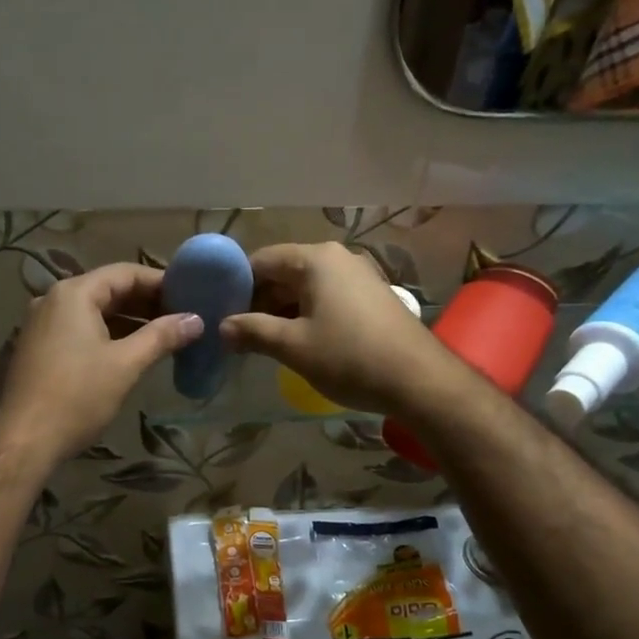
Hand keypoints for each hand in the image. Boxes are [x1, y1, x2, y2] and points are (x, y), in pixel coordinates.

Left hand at [0, 263, 203, 465]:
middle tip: (182, 317)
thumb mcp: (126, 365)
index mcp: (74, 294)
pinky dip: (108, 335)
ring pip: (94, 312)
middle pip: (108, 290)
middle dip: (146, 303)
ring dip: (129, 321)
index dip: (160, 282)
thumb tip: (196, 320)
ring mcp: (42, 325)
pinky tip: (132, 353)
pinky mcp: (38, 349)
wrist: (24, 441)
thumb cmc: (77, 397)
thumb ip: (162, 336)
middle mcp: (53, 300)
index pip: (125, 273)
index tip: (191, 295)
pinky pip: (80, 330)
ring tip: (165, 336)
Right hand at [221, 243, 448, 416]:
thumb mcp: (293, 346)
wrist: (419, 380)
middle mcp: (337, 258)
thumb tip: (222, 327)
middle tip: (236, 331)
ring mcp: (359, 276)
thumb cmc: (349, 357)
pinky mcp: (371, 297)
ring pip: (306, 287)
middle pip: (284, 272)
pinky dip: (306, 314)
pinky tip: (297, 341)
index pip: (261, 260)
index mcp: (315, 259)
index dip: (236, 285)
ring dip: (281, 311)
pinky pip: (327, 297)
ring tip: (261, 341)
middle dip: (258, 300)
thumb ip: (252, 331)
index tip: (219, 312)